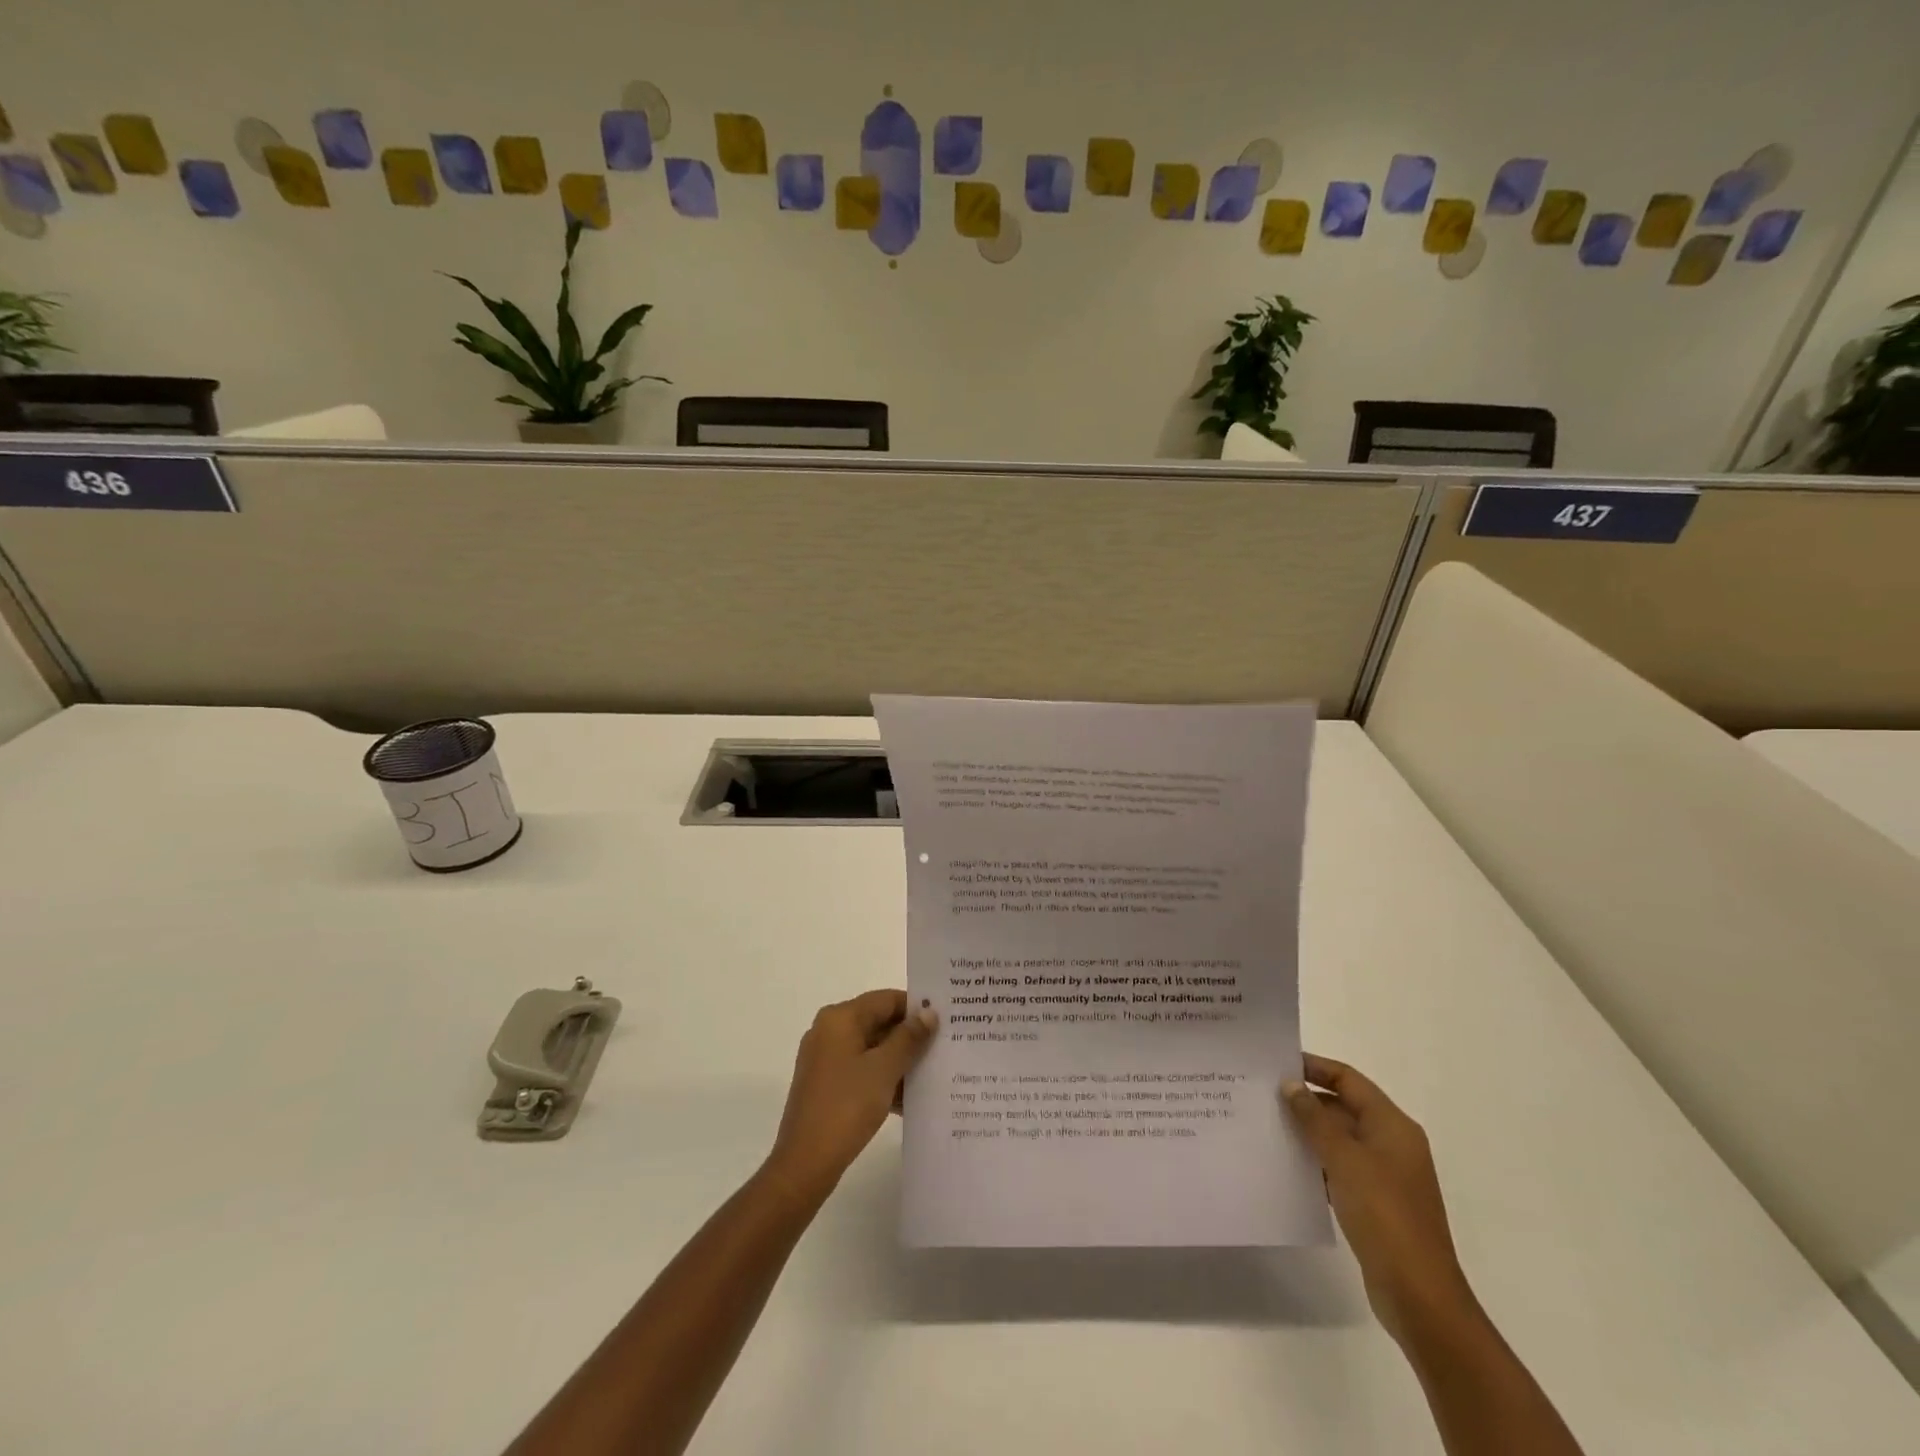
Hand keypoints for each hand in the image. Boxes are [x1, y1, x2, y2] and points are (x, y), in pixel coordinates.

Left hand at [761, 990, 936, 1207]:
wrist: (805, 1163)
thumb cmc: (846, 1106)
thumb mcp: (884, 1069)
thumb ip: (909, 1038)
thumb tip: (929, 1014)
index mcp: (840, 1018)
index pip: (886, 999)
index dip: (916, 1008)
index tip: (945, 1022)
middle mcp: (829, 1031)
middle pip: (878, 1022)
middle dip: (910, 1037)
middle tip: (945, 1047)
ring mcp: (825, 1059)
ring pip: (872, 1049)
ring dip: (900, 1061)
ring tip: (935, 1074)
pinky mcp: (826, 1085)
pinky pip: (862, 1070)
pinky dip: (884, 1079)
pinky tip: (910, 1100)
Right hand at [1282, 1054, 1479, 1345]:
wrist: (1419, 1294)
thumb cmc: (1383, 1214)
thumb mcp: (1344, 1158)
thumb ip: (1314, 1118)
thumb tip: (1290, 1084)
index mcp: (1393, 1125)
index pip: (1349, 1079)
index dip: (1314, 1067)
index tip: (1276, 1064)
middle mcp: (1393, 1143)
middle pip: (1344, 1107)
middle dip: (1306, 1101)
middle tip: (1263, 1096)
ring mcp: (1387, 1175)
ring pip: (1340, 1139)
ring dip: (1309, 1132)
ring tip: (1267, 1126)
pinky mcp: (1377, 1203)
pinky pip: (1342, 1168)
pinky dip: (1317, 1162)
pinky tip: (1288, 1166)